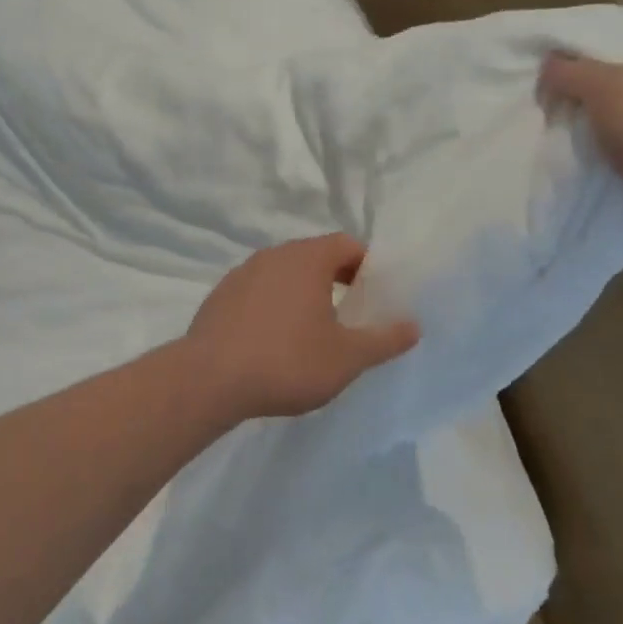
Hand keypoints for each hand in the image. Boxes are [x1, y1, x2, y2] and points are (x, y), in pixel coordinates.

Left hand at [184, 234, 419, 421]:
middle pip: (313, 255)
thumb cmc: (286, 362)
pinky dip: (274, 304)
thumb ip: (383, 340)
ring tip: (314, 328)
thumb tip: (413, 325)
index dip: (366, 265)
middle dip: (336, 278)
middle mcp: (272, 255)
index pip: (346, 244)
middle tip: (351, 312)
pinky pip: (258, 291)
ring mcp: (241, 274)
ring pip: (283, 273)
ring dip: (303, 291)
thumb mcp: (346, 358)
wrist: (209, 379)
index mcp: (306, 259)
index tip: (375, 294)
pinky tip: (274, 339)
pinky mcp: (220, 296)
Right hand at [540, 17, 622, 272]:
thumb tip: (550, 64)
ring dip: (600, 112)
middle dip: (599, 75)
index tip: (570, 47)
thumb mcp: (610, 89)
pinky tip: (577, 146)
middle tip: (558, 80)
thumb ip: (574, 70)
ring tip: (561, 113)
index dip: (611, 32)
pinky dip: (608, 143)